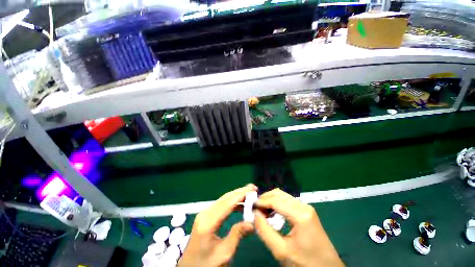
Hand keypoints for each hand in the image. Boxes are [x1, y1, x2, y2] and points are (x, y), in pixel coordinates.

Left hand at [179, 184, 257, 266]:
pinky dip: (231, 203)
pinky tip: (240, 205)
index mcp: (208, 222)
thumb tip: (252, 222)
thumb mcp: (223, 254)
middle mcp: (205, 213)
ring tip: (249, 194)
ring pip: (223, 200)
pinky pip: (221, 205)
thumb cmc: (206, 264)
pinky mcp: (206, 216)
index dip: (240, 195)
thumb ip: (237, 235)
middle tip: (252, 188)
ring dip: (236, 196)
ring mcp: (204, 213)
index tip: (252, 189)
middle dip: (239, 192)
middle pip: (225, 198)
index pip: (227, 204)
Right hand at [254, 189, 343, 266]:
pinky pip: (287, 202)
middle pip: (279, 194)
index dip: (261, 202)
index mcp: (300, 215)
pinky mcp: (306, 211)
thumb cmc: (305, 264)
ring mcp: (306, 208)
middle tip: (255, 209)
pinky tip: (272, 213)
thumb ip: (265, 231)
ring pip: (283, 196)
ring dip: (270, 200)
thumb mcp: (281, 251)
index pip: (275, 200)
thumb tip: (255, 214)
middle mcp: (304, 206)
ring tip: (262, 211)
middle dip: (265, 198)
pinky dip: (277, 204)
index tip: (250, 206)